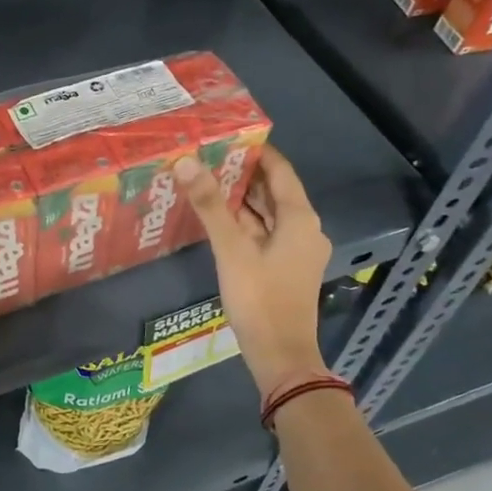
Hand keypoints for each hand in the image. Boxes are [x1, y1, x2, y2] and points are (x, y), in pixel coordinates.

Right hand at [176, 147, 331, 394]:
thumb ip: (210, 204)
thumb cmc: (260, 298)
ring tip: (207, 178)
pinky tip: (217, 217)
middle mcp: (304, 228)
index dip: (256, 150)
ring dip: (241, 198)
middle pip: (273, 191)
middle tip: (208, 154)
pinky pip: (265, 233)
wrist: (281, 356)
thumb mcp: (231, 249)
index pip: (279, 170)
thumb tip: (187, 161)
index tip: (227, 134)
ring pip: (268, 213)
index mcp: (299, 217)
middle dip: (243, 173)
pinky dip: (244, 222)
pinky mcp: (286, 268)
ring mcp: (296, 250)